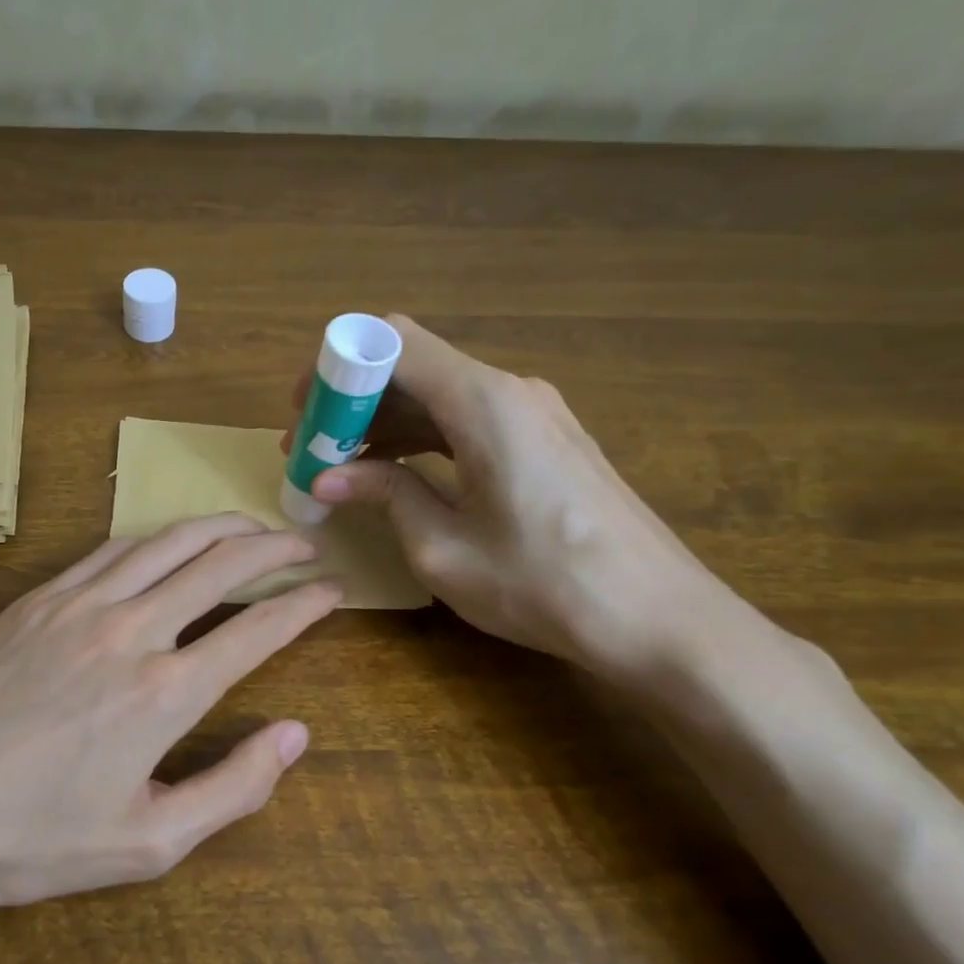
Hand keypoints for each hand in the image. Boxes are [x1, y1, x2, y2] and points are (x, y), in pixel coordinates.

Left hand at [0, 514, 339, 963]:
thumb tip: (296, 735)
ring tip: (250, 527)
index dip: (305, 603)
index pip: (257, 629)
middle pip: (220, 564)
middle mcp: (131, 631)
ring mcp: (79, 605)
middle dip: (272, 546)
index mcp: (166, 693)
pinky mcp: (37, 598)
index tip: (333, 589)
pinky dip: (156, 537)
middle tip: (303, 543)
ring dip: (218, 528)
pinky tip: (168, 541)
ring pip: (167, 542)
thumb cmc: (28, 839)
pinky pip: (111, 549)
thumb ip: (233, 787)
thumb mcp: (146, 843)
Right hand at [287, 315, 737, 674]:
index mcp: (483, 403)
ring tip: (340, 468)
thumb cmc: (544, 585)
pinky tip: (396, 474)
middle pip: (414, 366)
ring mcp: (535, 414)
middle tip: (311, 449)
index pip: (392, 343)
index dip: (338, 368)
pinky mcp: (546, 441)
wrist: (660, 619)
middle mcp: (510, 391)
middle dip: (354, 401)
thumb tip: (328, 478)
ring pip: (440, 395)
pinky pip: (468, 420)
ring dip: (385, 423)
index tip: (303, 412)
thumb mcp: (443, 548)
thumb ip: (385, 496)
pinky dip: (423, 438)